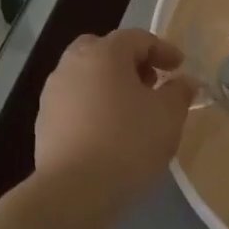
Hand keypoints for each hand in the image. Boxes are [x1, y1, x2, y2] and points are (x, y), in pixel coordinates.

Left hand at [34, 29, 194, 202]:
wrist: (76, 190)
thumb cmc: (129, 142)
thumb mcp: (169, 115)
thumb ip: (179, 92)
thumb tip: (184, 81)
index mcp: (104, 53)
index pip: (138, 38)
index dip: (164, 50)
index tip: (180, 68)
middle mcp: (72, 65)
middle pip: (104, 50)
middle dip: (130, 62)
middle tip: (151, 83)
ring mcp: (53, 94)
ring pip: (86, 76)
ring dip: (110, 85)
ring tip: (132, 110)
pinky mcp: (44, 122)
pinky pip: (75, 103)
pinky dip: (94, 107)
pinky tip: (110, 132)